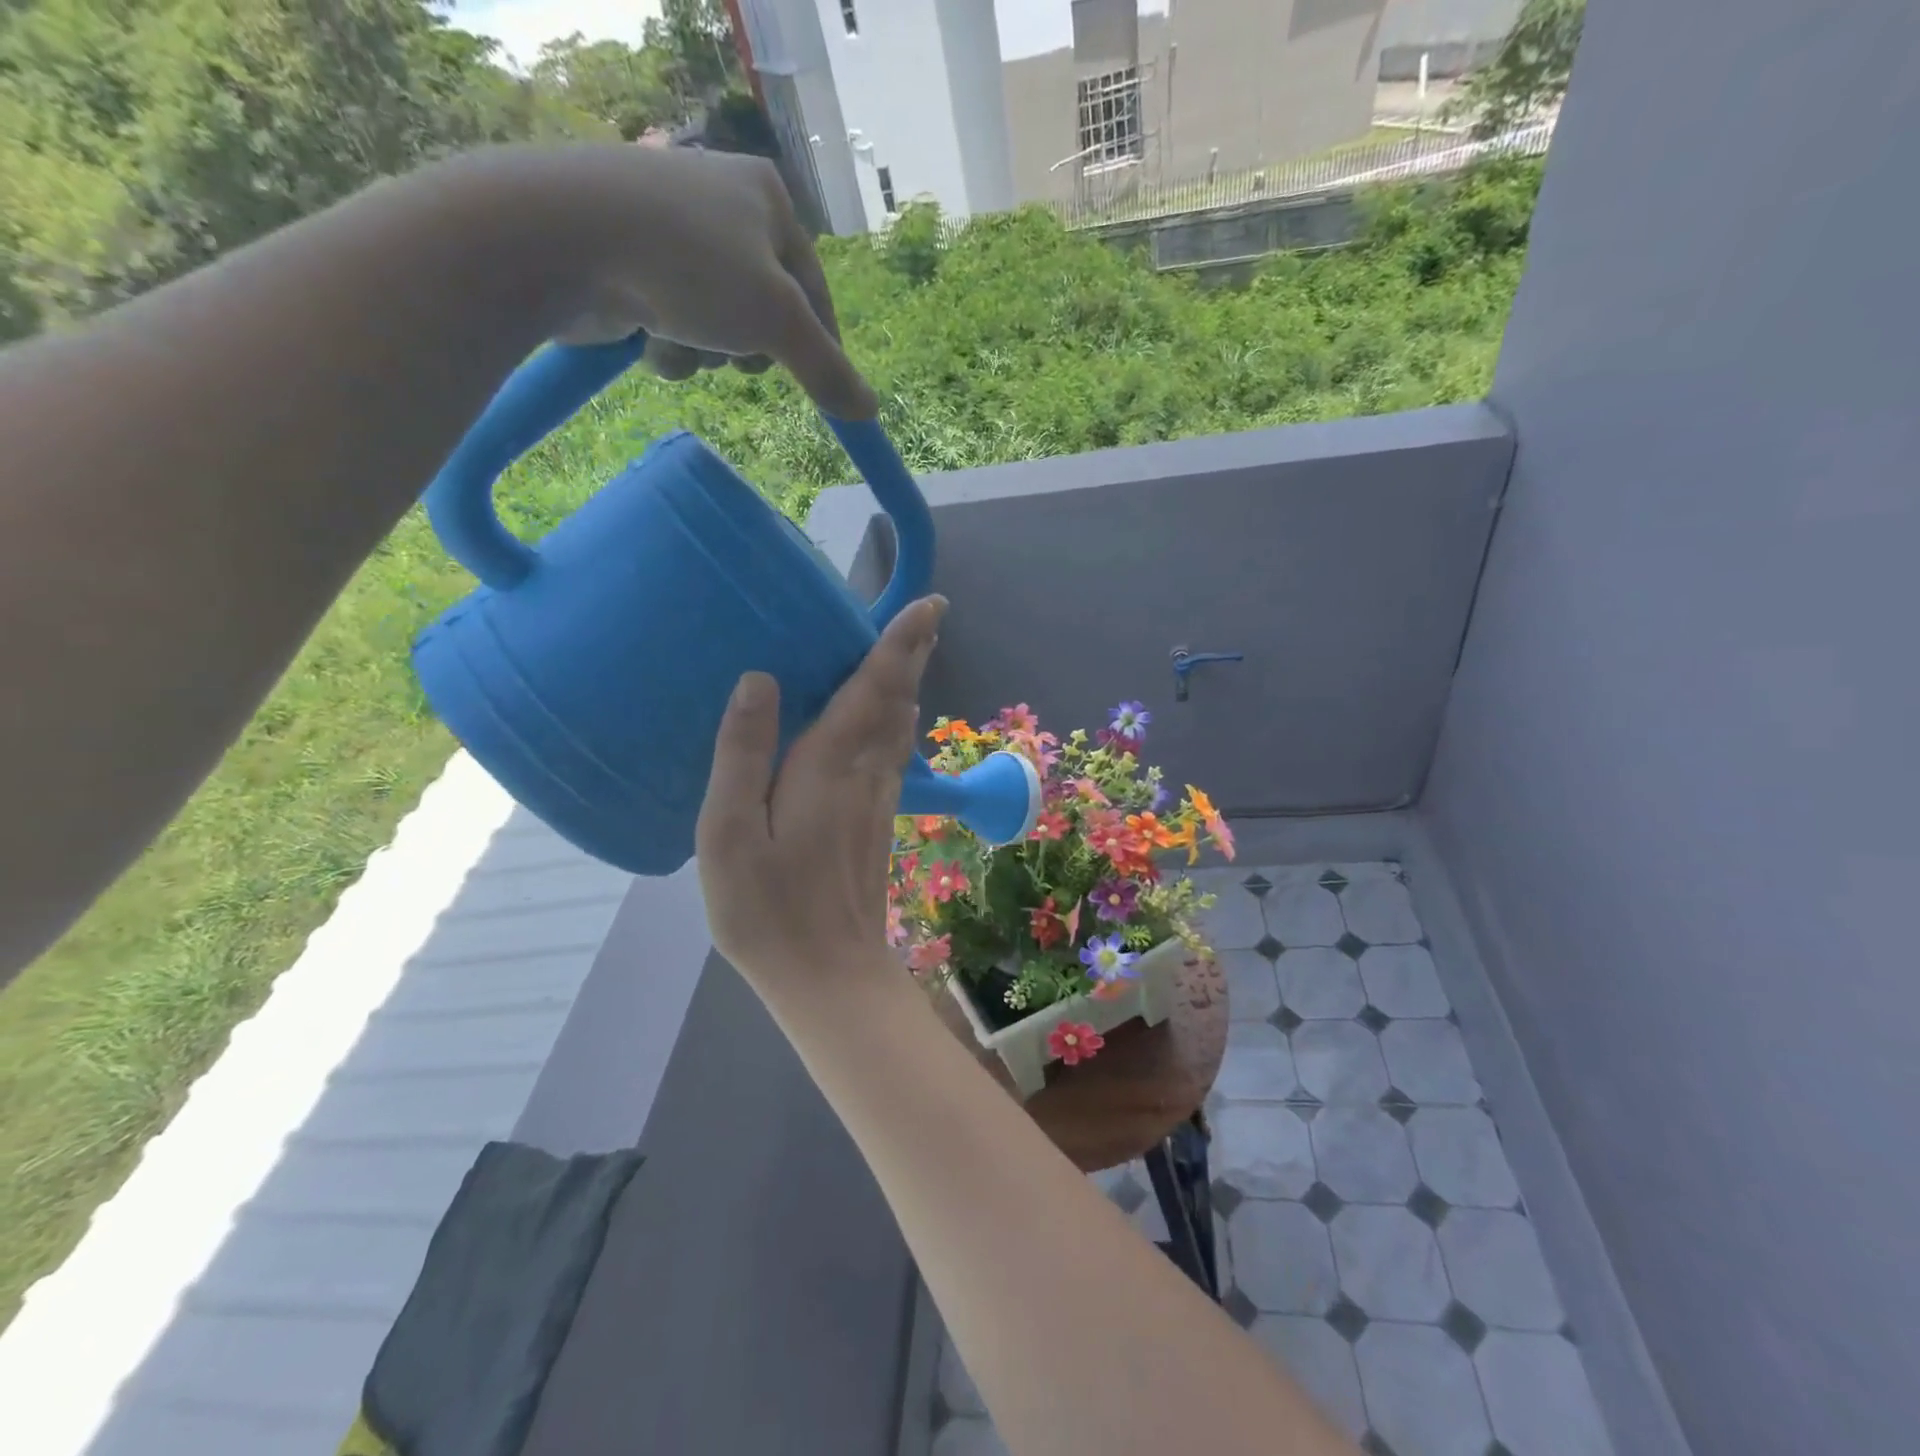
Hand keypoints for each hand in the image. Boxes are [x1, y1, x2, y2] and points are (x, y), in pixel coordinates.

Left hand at [493, 144, 877, 419]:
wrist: (561, 238)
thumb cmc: (690, 267)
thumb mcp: (778, 322)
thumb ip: (828, 370)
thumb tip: (869, 411)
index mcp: (767, 198)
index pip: (816, 291)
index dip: (822, 347)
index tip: (825, 392)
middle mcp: (723, 205)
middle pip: (766, 314)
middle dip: (749, 347)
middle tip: (735, 351)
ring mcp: (672, 232)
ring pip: (717, 327)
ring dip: (704, 353)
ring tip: (678, 339)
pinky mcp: (630, 262)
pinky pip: (674, 323)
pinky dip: (668, 345)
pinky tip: (647, 337)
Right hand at [695, 595, 947, 996]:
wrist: (828, 974)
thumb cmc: (768, 908)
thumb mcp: (729, 832)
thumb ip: (743, 753)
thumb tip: (760, 680)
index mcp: (831, 766)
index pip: (876, 688)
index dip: (902, 644)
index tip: (931, 605)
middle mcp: (867, 774)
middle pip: (898, 702)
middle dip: (913, 656)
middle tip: (927, 617)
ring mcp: (879, 801)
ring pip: (901, 729)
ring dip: (907, 686)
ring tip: (908, 654)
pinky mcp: (878, 824)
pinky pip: (892, 756)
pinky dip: (895, 723)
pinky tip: (885, 722)